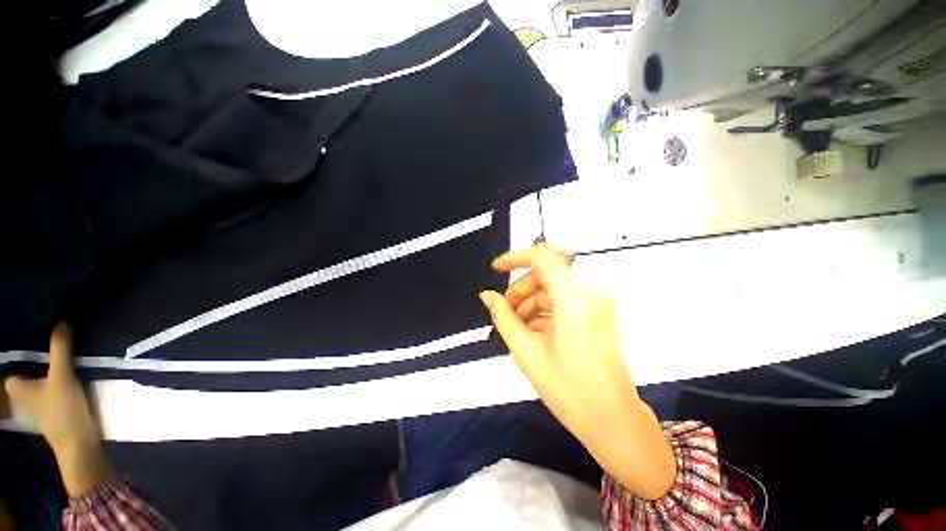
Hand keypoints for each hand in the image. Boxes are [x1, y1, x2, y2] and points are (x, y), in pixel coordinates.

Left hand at [3, 323, 111, 496]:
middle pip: (27, 381)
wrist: (79, 445)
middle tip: (52, 356)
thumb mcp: (62, 376)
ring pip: (40, 391)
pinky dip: (58, 392)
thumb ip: (60, 350)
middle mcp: (23, 400)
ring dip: (49, 381)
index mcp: (18, 390)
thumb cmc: (62, 410)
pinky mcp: (55, 418)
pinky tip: (71, 387)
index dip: (21, 364)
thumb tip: (61, 322)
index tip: (35, 352)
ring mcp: (40, 412)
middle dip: (36, 371)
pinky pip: (52, 399)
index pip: (13, 374)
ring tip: (64, 368)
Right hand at [480, 244, 675, 499]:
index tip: (497, 269)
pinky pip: (565, 301)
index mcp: (574, 300)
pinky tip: (535, 331)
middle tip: (506, 312)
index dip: (515, 258)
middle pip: (546, 274)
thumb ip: (503, 317)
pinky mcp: (599, 314)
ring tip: (519, 327)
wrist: (613, 422)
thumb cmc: (569, 391)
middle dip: (521, 289)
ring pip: (554, 288)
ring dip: (531, 301)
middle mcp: (590, 295)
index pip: (543, 257)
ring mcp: (598, 304)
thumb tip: (487, 296)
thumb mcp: (526, 351)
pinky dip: (545, 310)